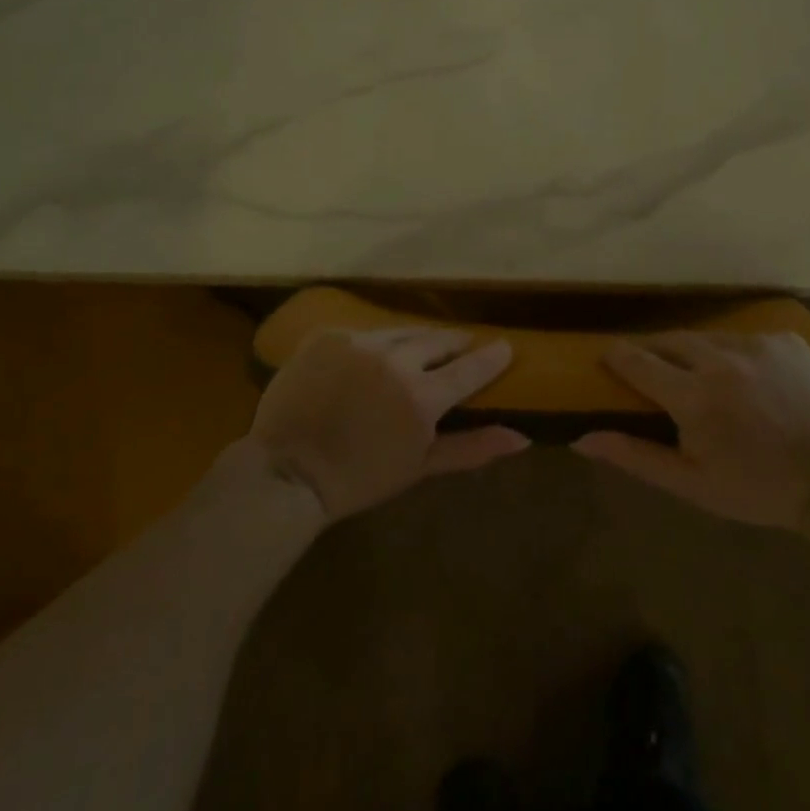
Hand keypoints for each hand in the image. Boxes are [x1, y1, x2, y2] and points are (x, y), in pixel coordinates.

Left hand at [249, 328, 528, 523]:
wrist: (287, 472)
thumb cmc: (359, 478)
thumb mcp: (420, 466)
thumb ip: (472, 447)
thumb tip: (522, 438)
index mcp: (422, 396)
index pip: (470, 368)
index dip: (491, 357)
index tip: (505, 347)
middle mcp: (395, 360)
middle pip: (438, 340)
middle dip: (455, 343)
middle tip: (462, 346)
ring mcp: (359, 343)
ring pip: (402, 332)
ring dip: (417, 340)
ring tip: (422, 348)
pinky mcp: (330, 335)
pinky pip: (365, 332)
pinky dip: (376, 344)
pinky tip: (373, 358)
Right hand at [573, 332, 809, 528]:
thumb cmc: (757, 489)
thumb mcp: (692, 483)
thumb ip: (636, 456)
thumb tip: (583, 439)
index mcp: (694, 397)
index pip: (638, 361)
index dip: (616, 356)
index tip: (606, 357)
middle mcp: (722, 359)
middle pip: (669, 339)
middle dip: (653, 351)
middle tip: (651, 369)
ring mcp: (757, 344)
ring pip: (707, 337)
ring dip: (695, 352)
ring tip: (700, 376)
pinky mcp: (785, 339)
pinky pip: (745, 338)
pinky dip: (735, 354)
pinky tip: (747, 379)